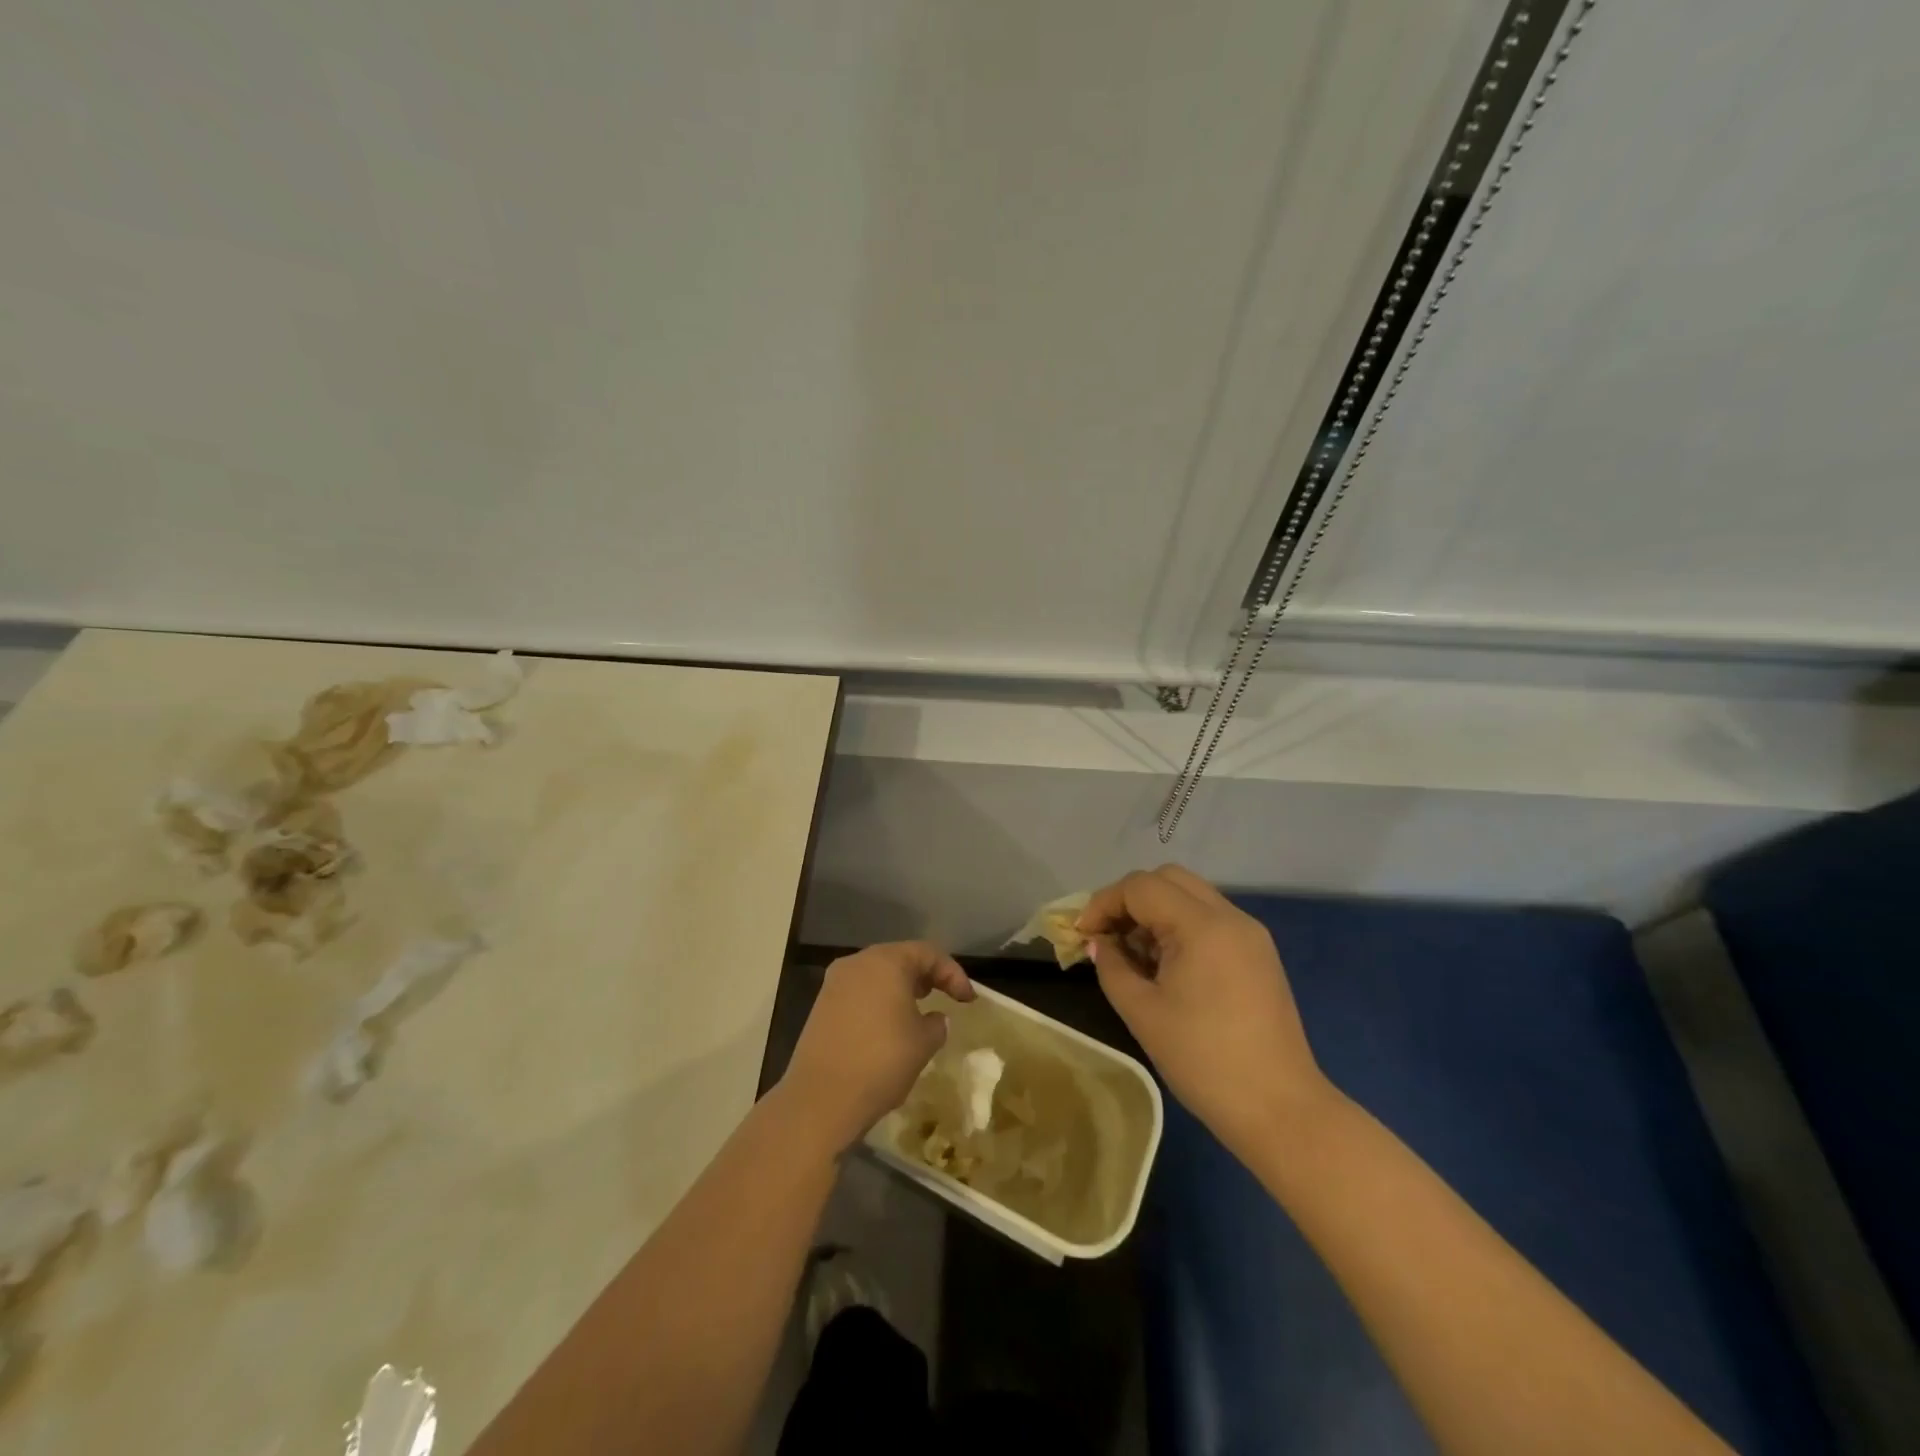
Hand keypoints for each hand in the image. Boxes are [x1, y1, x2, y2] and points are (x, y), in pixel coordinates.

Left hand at [778, 941, 974, 1153]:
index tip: (968, 1000)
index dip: (953, 974)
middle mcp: (858, 962)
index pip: (928, 953)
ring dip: (901, 988)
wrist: (821, 1099)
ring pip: (877, 974)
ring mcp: (835, 983)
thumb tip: (934, 1018)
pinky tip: (889, 1026)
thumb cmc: (881, 1061)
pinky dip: (879, 1001)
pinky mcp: (821, 1005)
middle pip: (900, 958)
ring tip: (919, 1011)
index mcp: (886, 961)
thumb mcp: (923, 1043)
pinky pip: (859, 992)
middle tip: (944, 996)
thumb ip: (936, 1024)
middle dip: (926, 976)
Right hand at [1080, 866, 1335, 1152]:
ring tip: (1133, 954)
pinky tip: (1165, 965)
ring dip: (1155, 912)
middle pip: (1168, 879)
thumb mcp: (1142, 1012)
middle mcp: (1230, 917)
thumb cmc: (1203, 1061)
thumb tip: (1099, 943)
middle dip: (1129, 899)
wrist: (1280, 1110)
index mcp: (1202, 926)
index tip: (1082, 935)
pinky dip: (1180, 927)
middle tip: (1107, 936)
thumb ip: (1112, 966)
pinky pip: (1210, 920)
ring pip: (1190, 896)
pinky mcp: (1259, 954)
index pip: (1141, 887)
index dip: (1103, 903)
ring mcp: (1250, 934)